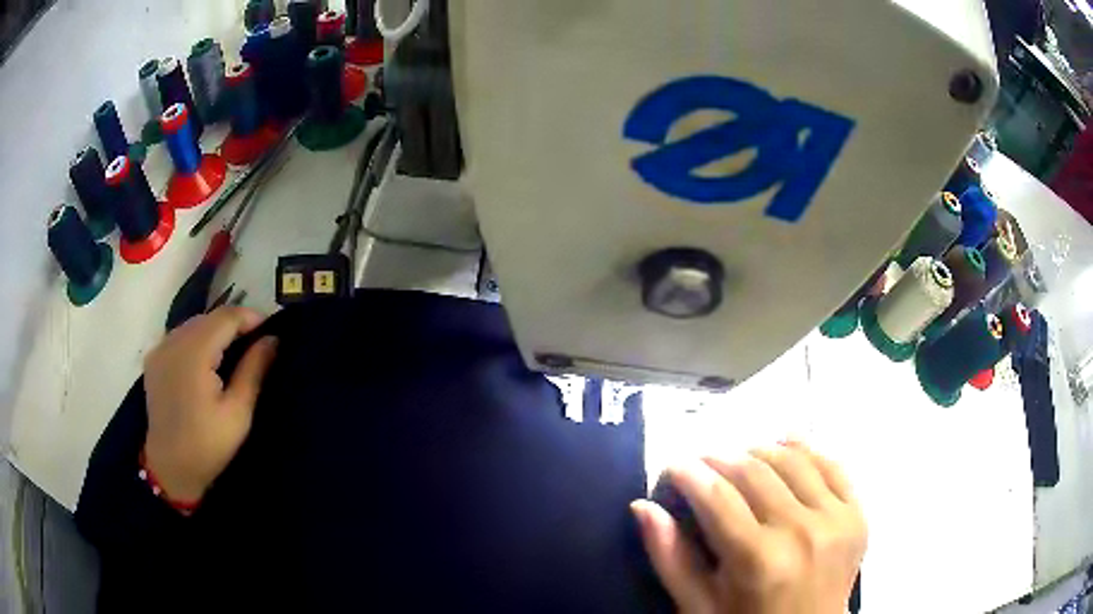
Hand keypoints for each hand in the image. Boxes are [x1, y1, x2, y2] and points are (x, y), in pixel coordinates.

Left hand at [143, 307, 277, 503]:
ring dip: (215, 331)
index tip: (270, 330)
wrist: (170, 468)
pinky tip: (205, 360)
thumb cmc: (208, 445)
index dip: (250, 317)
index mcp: (194, 353)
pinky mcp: (153, 358)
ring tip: (233, 351)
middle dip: (233, 324)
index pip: (226, 317)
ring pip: (193, 324)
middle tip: (255, 343)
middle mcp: (173, 342)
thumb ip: (253, 370)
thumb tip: (272, 339)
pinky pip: (179, 336)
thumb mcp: (238, 413)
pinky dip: (197, 340)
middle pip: (208, 317)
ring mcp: (160, 348)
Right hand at [633, 442, 866, 613]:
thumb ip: (670, 558)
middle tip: (703, 464)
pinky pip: (833, 465)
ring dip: (760, 451)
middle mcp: (802, 532)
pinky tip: (788, 447)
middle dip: (720, 459)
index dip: (689, 473)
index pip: (717, 496)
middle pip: (755, 471)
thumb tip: (643, 507)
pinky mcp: (858, 514)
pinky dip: (807, 451)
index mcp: (758, 560)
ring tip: (740, 459)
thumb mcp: (698, 606)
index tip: (673, 466)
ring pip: (794, 459)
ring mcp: (837, 519)